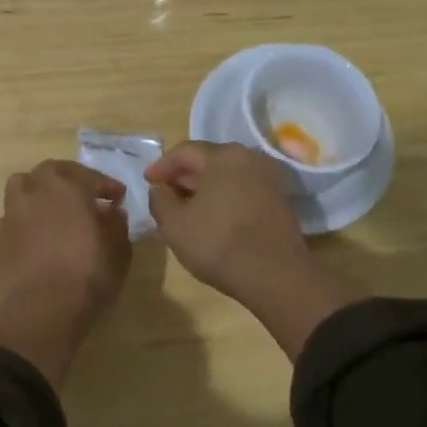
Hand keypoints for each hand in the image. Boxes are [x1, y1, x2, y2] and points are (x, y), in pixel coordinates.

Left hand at [0, 161, 132, 386]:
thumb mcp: (119, 249)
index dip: (107, 185)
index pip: (90, 176)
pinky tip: (37, 236)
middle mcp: (36, 191)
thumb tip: (112, 212)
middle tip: (84, 196)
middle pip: (50, 172)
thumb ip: (117, 224)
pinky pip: (13, 218)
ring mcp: (12, 214)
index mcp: (67, 187)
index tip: (118, 197)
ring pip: (22, 188)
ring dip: (39, 193)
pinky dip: (26, 220)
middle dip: (68, 179)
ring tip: (54, 211)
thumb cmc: (88, 274)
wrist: (42, 310)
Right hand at [145, 142, 366, 360]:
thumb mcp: (174, 225)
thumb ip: (160, 200)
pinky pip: (244, 188)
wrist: (276, 275)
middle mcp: (250, 157)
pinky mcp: (280, 199)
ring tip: (187, 207)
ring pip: (228, 175)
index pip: (184, 151)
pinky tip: (214, 216)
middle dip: (184, 175)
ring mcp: (269, 178)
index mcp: (223, 156)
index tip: (147, 181)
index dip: (162, 166)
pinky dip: (225, 196)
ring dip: (205, 187)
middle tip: (166, 193)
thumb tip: (160, 189)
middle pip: (209, 159)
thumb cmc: (219, 244)